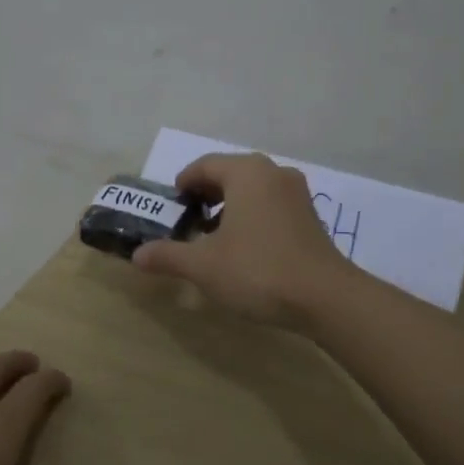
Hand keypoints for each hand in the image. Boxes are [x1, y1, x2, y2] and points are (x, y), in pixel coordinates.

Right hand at [130, 152, 355, 328]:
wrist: (326, 298)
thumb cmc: (258, 270)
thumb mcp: (204, 266)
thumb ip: (168, 255)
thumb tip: (138, 254)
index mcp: (246, 172)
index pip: (204, 165)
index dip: (183, 184)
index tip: (171, 207)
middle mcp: (273, 173)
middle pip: (229, 173)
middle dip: (206, 195)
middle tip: (188, 221)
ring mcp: (297, 193)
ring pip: (252, 189)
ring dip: (229, 206)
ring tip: (213, 237)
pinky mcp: (310, 216)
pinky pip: (271, 204)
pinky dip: (252, 215)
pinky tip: (244, 247)